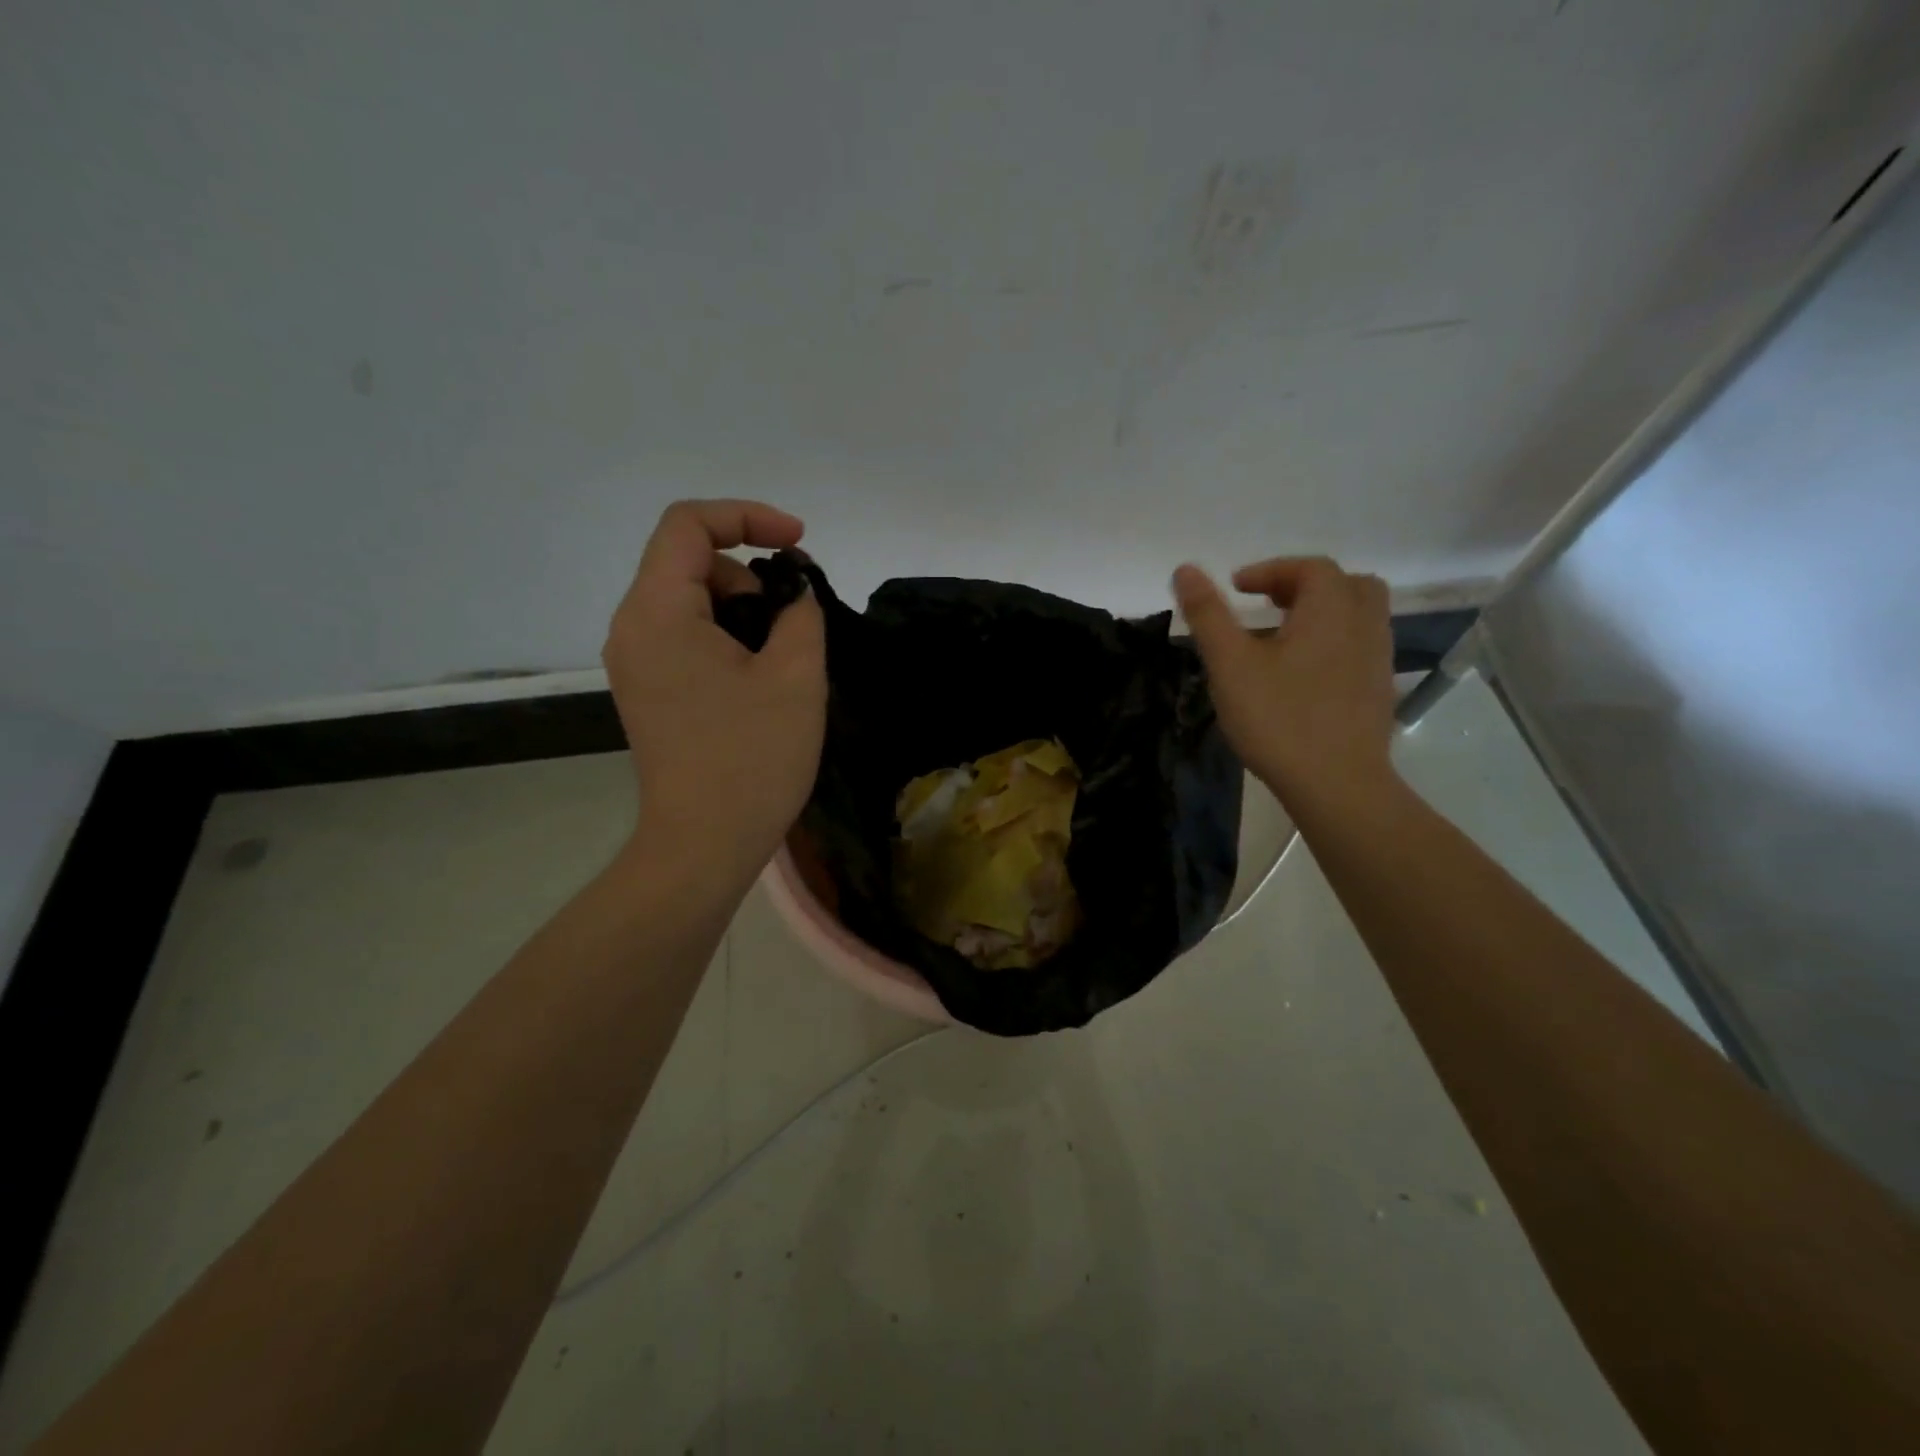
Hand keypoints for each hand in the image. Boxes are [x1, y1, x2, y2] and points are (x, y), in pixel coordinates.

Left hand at [604, 500, 826, 887]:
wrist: (703, 845)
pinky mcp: (647, 691)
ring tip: (782, 660)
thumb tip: (792, 593)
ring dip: (742, 609)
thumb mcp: (797, 676)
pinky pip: (685, 637)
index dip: (748, 517)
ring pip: (689, 601)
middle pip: (688, 561)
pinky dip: (726, 637)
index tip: (799, 545)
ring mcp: (635, 663)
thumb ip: (801, 612)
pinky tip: (759, 679)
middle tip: (795, 622)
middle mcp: (632, 628)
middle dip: (749, 573)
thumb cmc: (752, 758)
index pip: (688, 524)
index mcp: (658, 612)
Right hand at [1172, 556, 1395, 810]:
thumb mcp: (1230, 664)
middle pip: (1345, 584)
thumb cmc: (1279, 719)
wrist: (1338, 784)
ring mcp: (1378, 659)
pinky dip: (1333, 641)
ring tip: (1283, 637)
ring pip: (1358, 616)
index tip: (1237, 587)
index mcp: (1331, 610)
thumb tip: (1185, 568)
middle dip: (1304, 585)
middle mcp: (1364, 625)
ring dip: (1322, 613)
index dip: (1271, 570)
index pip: (1309, 568)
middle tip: (1267, 604)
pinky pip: (1360, 646)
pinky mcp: (1379, 690)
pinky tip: (1304, 673)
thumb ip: (1208, 615)